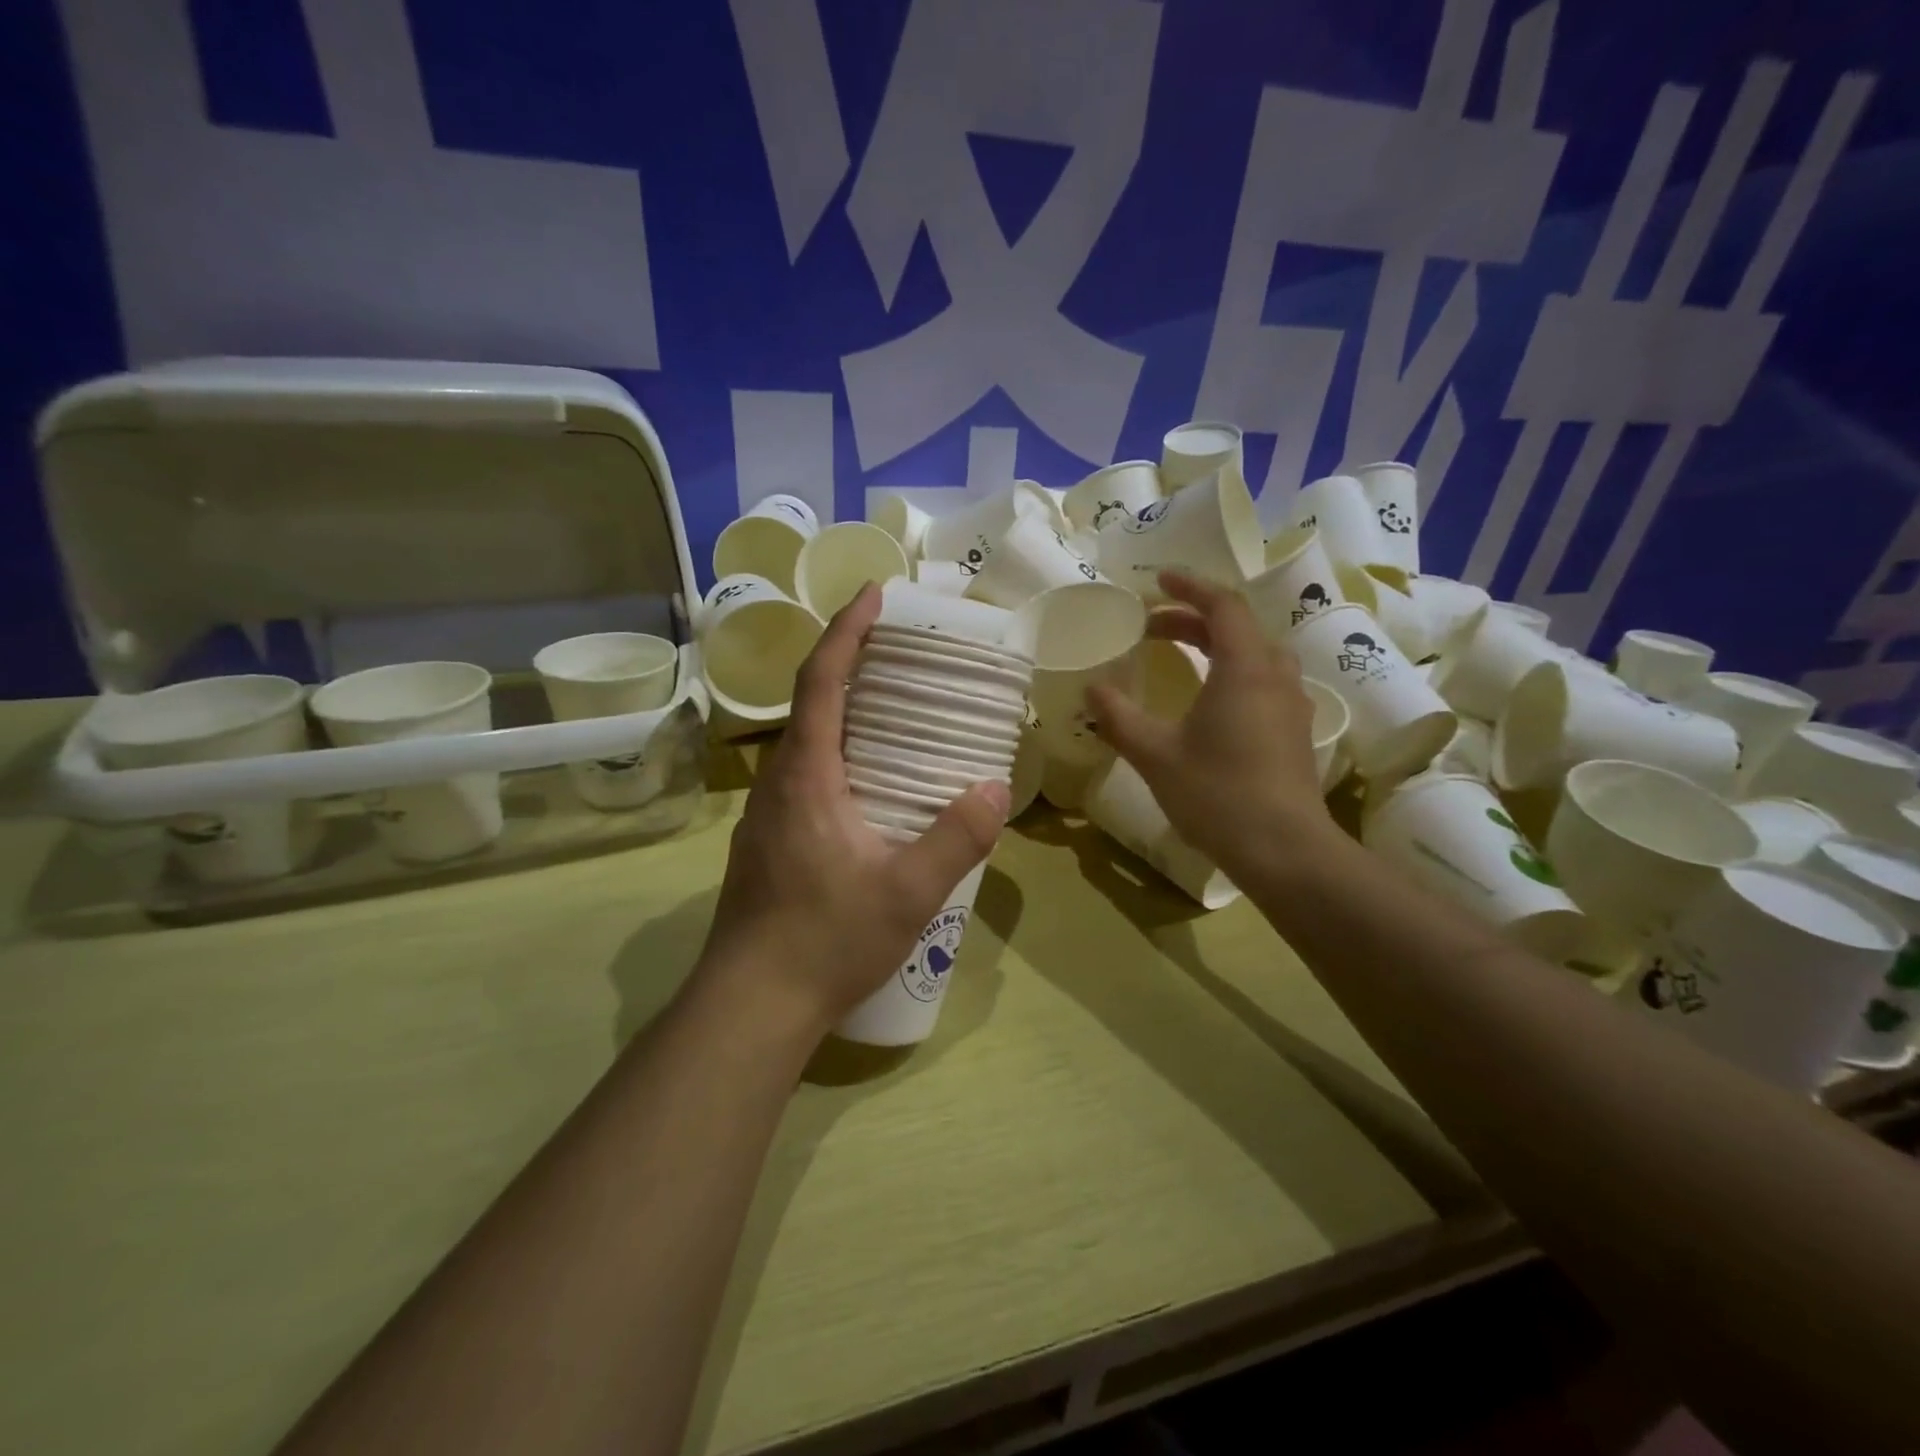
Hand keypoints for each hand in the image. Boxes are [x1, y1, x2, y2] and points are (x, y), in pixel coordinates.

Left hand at [695, 583, 1010, 1038]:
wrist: (751, 1005)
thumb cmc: (825, 941)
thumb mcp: (906, 893)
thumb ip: (955, 839)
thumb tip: (997, 790)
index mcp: (807, 776)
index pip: (822, 682)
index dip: (846, 632)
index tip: (873, 594)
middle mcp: (779, 783)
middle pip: (811, 703)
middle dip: (851, 664)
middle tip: (903, 653)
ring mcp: (767, 814)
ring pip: (807, 743)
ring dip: (843, 712)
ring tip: (897, 713)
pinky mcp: (769, 842)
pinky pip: (806, 776)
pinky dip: (839, 754)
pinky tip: (872, 786)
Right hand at [1089, 571, 1334, 876]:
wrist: (1284, 850)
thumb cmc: (1217, 793)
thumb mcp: (1155, 754)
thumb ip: (1120, 717)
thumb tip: (1092, 689)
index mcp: (1244, 668)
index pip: (1222, 605)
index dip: (1189, 586)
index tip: (1158, 580)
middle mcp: (1275, 676)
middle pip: (1238, 627)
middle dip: (1193, 619)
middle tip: (1151, 627)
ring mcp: (1291, 705)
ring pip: (1255, 654)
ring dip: (1216, 644)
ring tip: (1180, 655)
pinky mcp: (1294, 732)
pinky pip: (1263, 681)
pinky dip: (1232, 672)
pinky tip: (1210, 701)